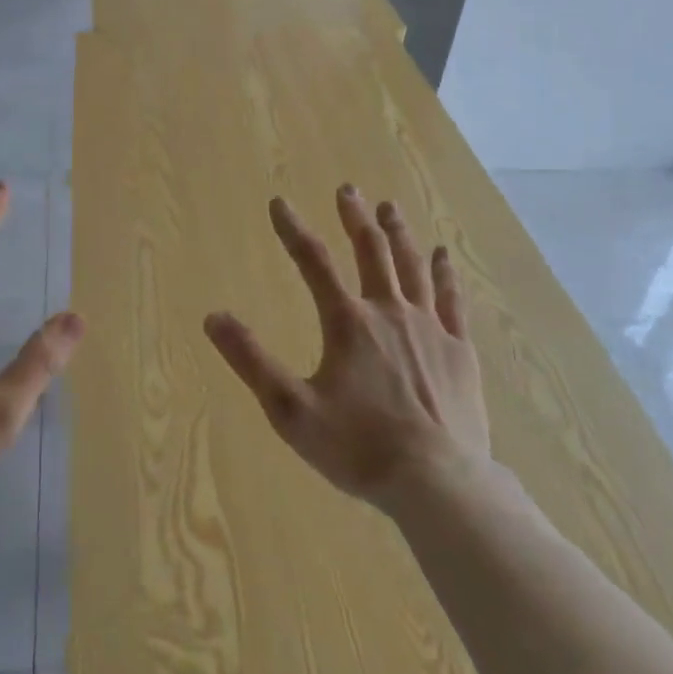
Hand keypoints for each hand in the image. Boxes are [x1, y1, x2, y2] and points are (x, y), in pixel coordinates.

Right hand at [204, 186, 492, 512]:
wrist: (438, 483)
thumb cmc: (359, 447)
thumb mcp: (291, 411)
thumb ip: (251, 361)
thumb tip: (213, 317)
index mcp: (348, 322)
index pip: (313, 262)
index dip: (293, 229)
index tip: (279, 202)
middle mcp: (389, 311)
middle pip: (371, 251)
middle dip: (356, 217)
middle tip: (348, 189)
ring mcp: (430, 327)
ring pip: (413, 266)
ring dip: (398, 233)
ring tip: (390, 207)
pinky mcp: (459, 349)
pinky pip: (452, 299)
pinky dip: (446, 273)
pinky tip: (444, 255)